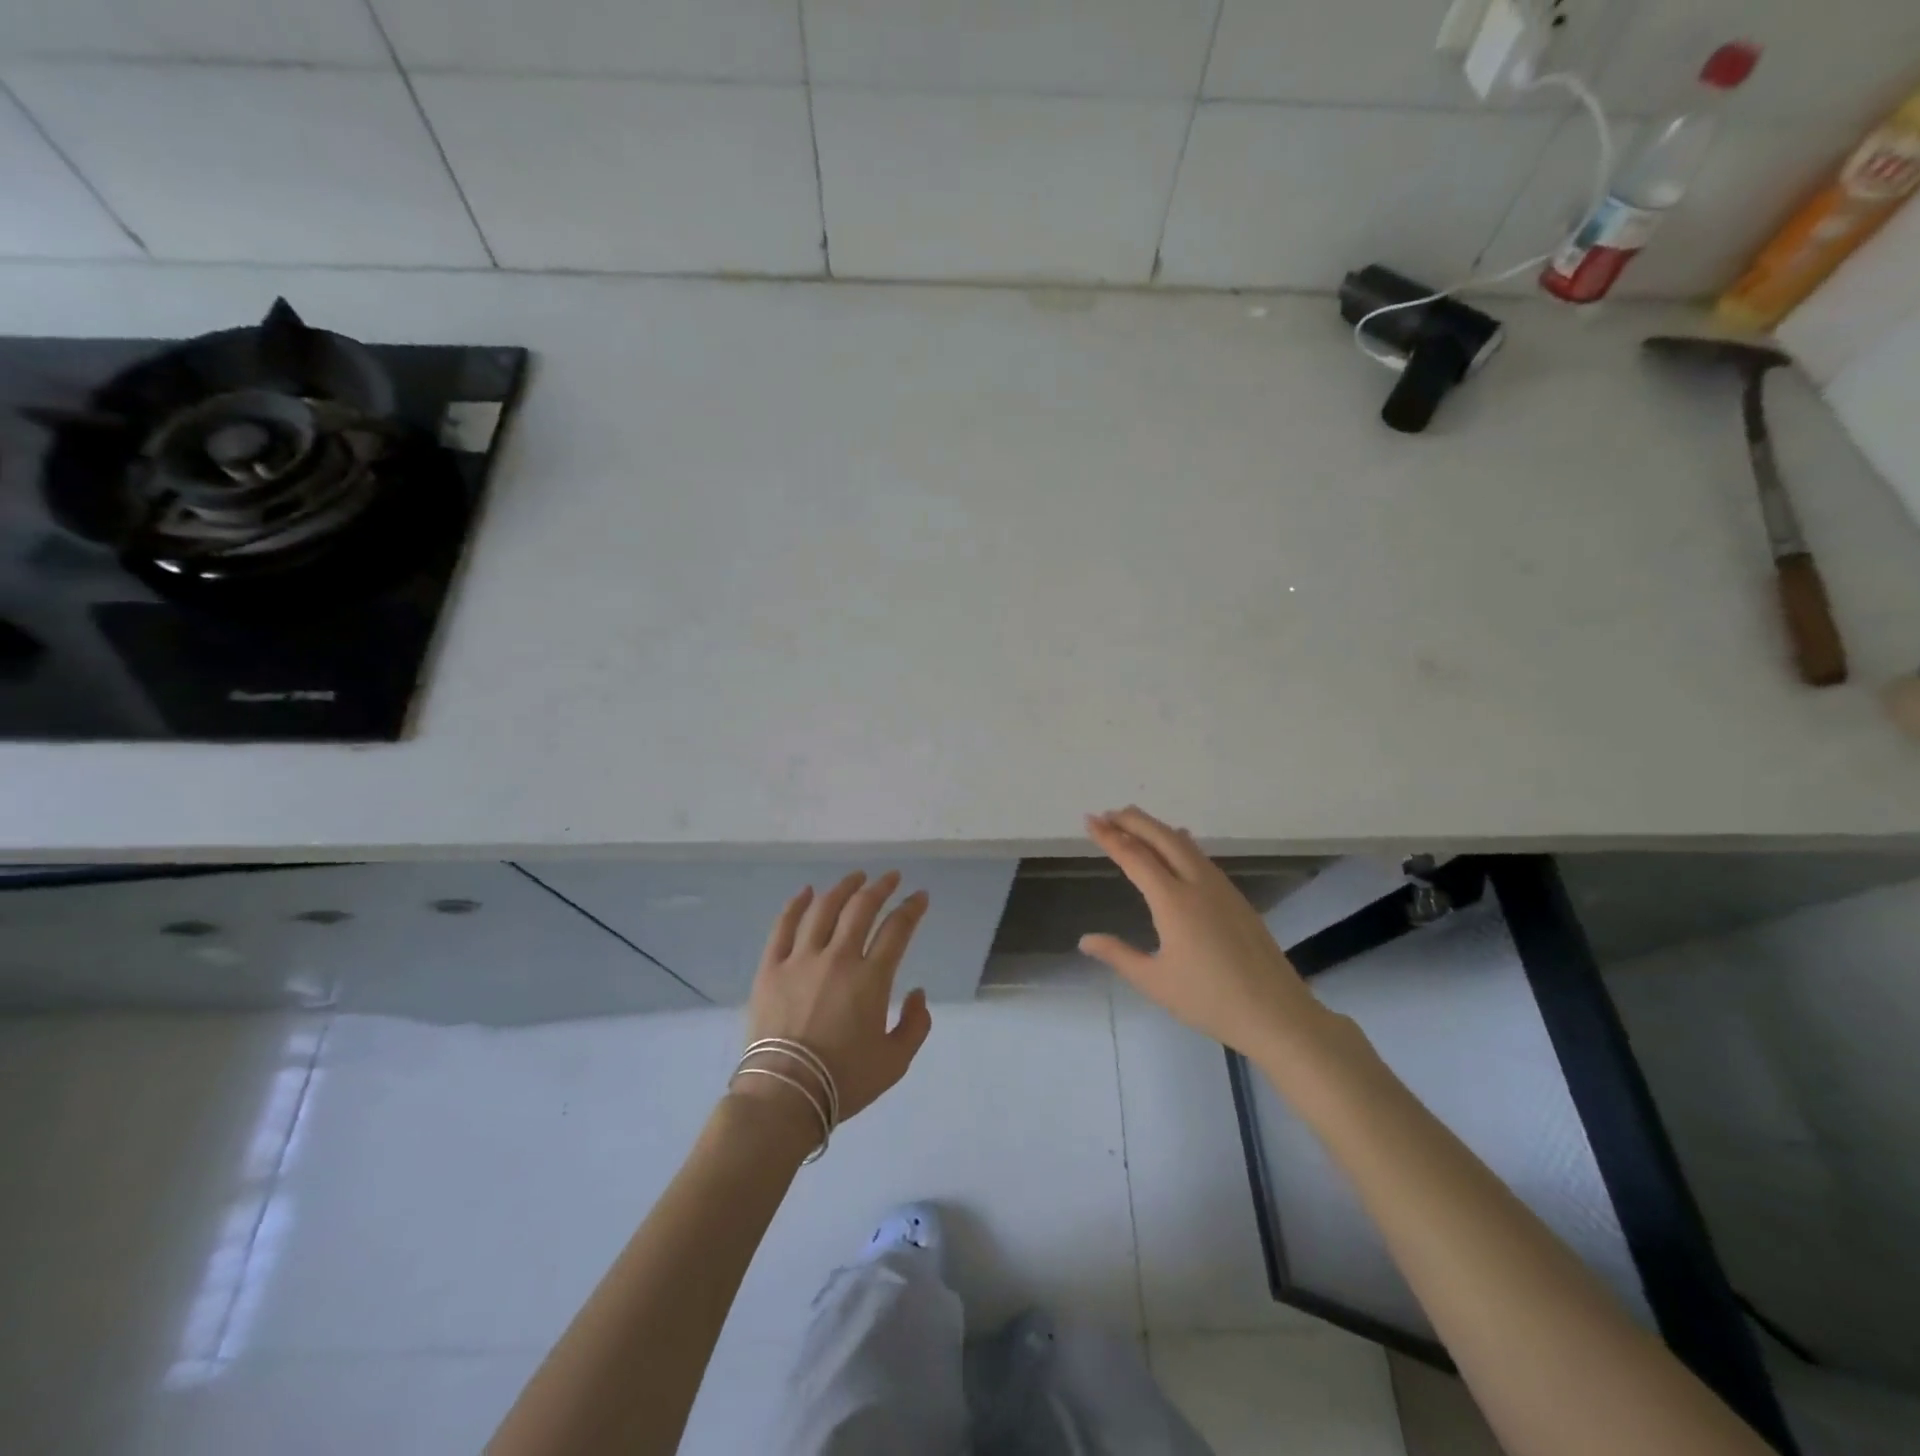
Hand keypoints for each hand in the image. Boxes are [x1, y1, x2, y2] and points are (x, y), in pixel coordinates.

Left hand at [738, 871, 933, 1126]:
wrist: (784, 1095)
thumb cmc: (844, 1081)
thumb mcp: (895, 1062)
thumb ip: (916, 1025)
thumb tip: (917, 993)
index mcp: (871, 979)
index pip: (897, 929)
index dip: (912, 908)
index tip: (920, 897)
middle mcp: (837, 958)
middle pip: (861, 908)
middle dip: (880, 887)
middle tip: (890, 878)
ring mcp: (800, 960)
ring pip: (823, 909)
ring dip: (843, 888)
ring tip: (855, 878)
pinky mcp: (771, 968)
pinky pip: (783, 926)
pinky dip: (796, 904)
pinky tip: (806, 892)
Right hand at [1081, 807, 1332, 1062]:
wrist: (1276, 1014)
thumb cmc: (1209, 1000)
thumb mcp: (1154, 981)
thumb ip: (1118, 955)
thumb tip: (1085, 940)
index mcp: (1173, 901)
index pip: (1135, 857)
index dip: (1110, 837)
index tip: (1090, 821)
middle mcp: (1197, 884)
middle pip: (1162, 838)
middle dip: (1134, 821)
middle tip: (1108, 813)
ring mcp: (1221, 889)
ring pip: (1185, 845)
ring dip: (1157, 829)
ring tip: (1135, 823)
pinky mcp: (1236, 898)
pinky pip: (1201, 857)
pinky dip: (1180, 843)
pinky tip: (1178, 845)